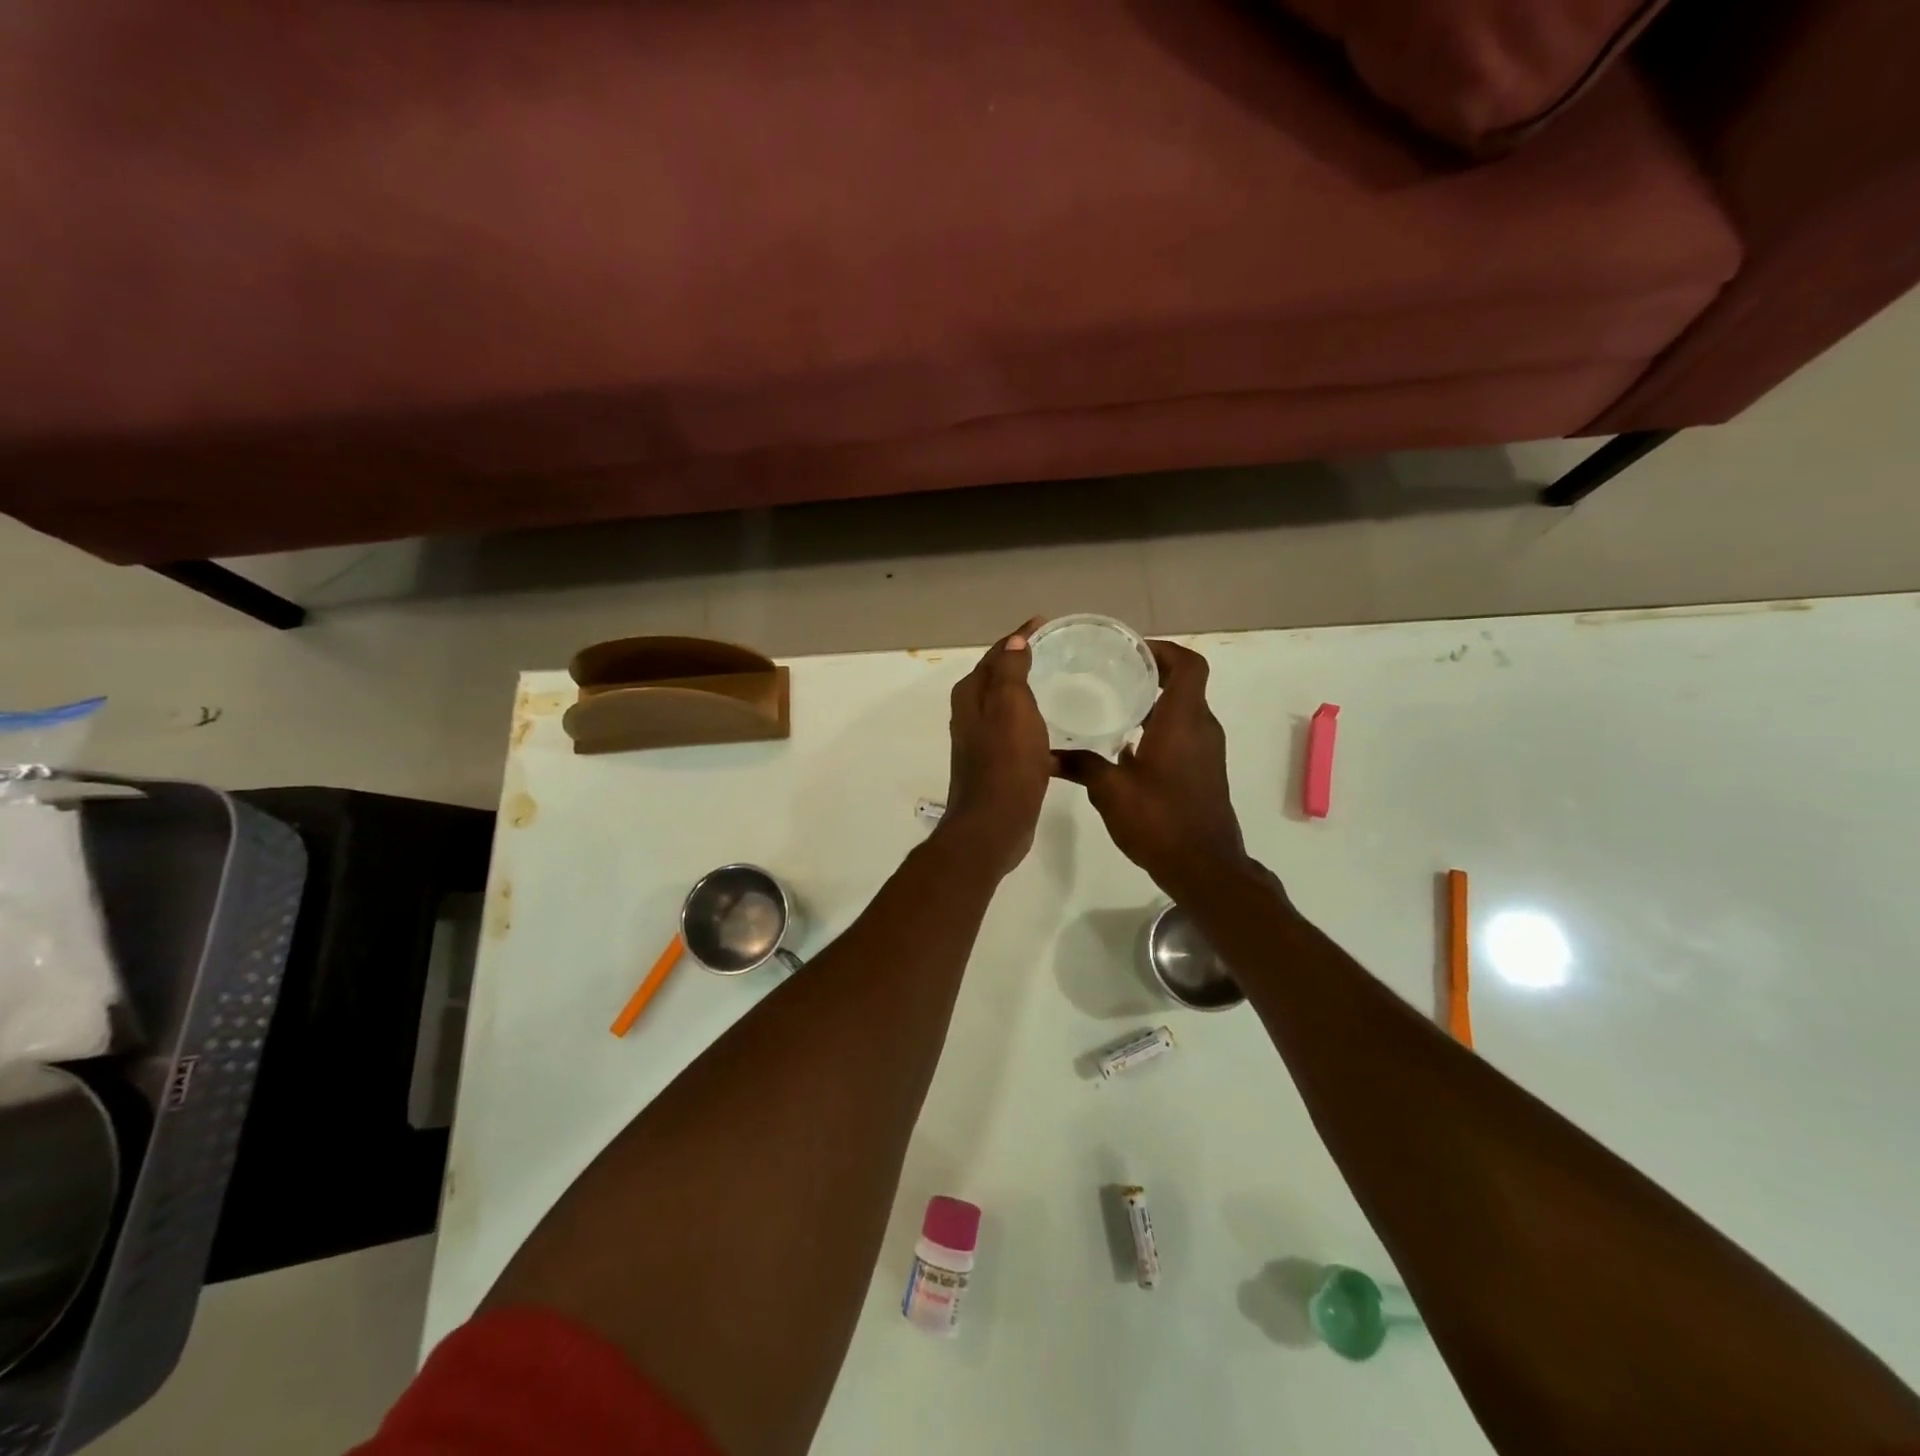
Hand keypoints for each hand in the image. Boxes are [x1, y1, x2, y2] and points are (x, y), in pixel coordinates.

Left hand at [940, 617, 1054, 877]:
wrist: (993, 824)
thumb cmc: (1006, 761)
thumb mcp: (1011, 706)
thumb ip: (1010, 670)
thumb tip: (1013, 640)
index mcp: (971, 695)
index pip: (996, 653)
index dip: (1019, 636)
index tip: (1045, 622)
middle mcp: (970, 714)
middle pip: (997, 677)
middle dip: (1020, 659)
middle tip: (1055, 650)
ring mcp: (980, 741)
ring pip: (1005, 705)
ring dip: (1026, 692)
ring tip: (1058, 683)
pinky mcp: (995, 764)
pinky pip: (1015, 731)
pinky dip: (1031, 722)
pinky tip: (1055, 732)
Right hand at [1057, 640, 1249, 897]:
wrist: (1204, 867)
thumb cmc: (1159, 820)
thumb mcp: (1110, 791)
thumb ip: (1081, 766)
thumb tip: (1047, 755)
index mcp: (1182, 721)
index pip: (1188, 665)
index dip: (1163, 650)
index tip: (1131, 652)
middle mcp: (1201, 728)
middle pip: (1186, 683)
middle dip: (1152, 673)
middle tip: (1112, 673)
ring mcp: (1207, 751)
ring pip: (1185, 710)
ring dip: (1156, 701)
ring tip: (1113, 704)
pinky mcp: (1204, 770)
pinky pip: (1184, 733)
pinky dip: (1160, 727)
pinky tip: (1126, 745)